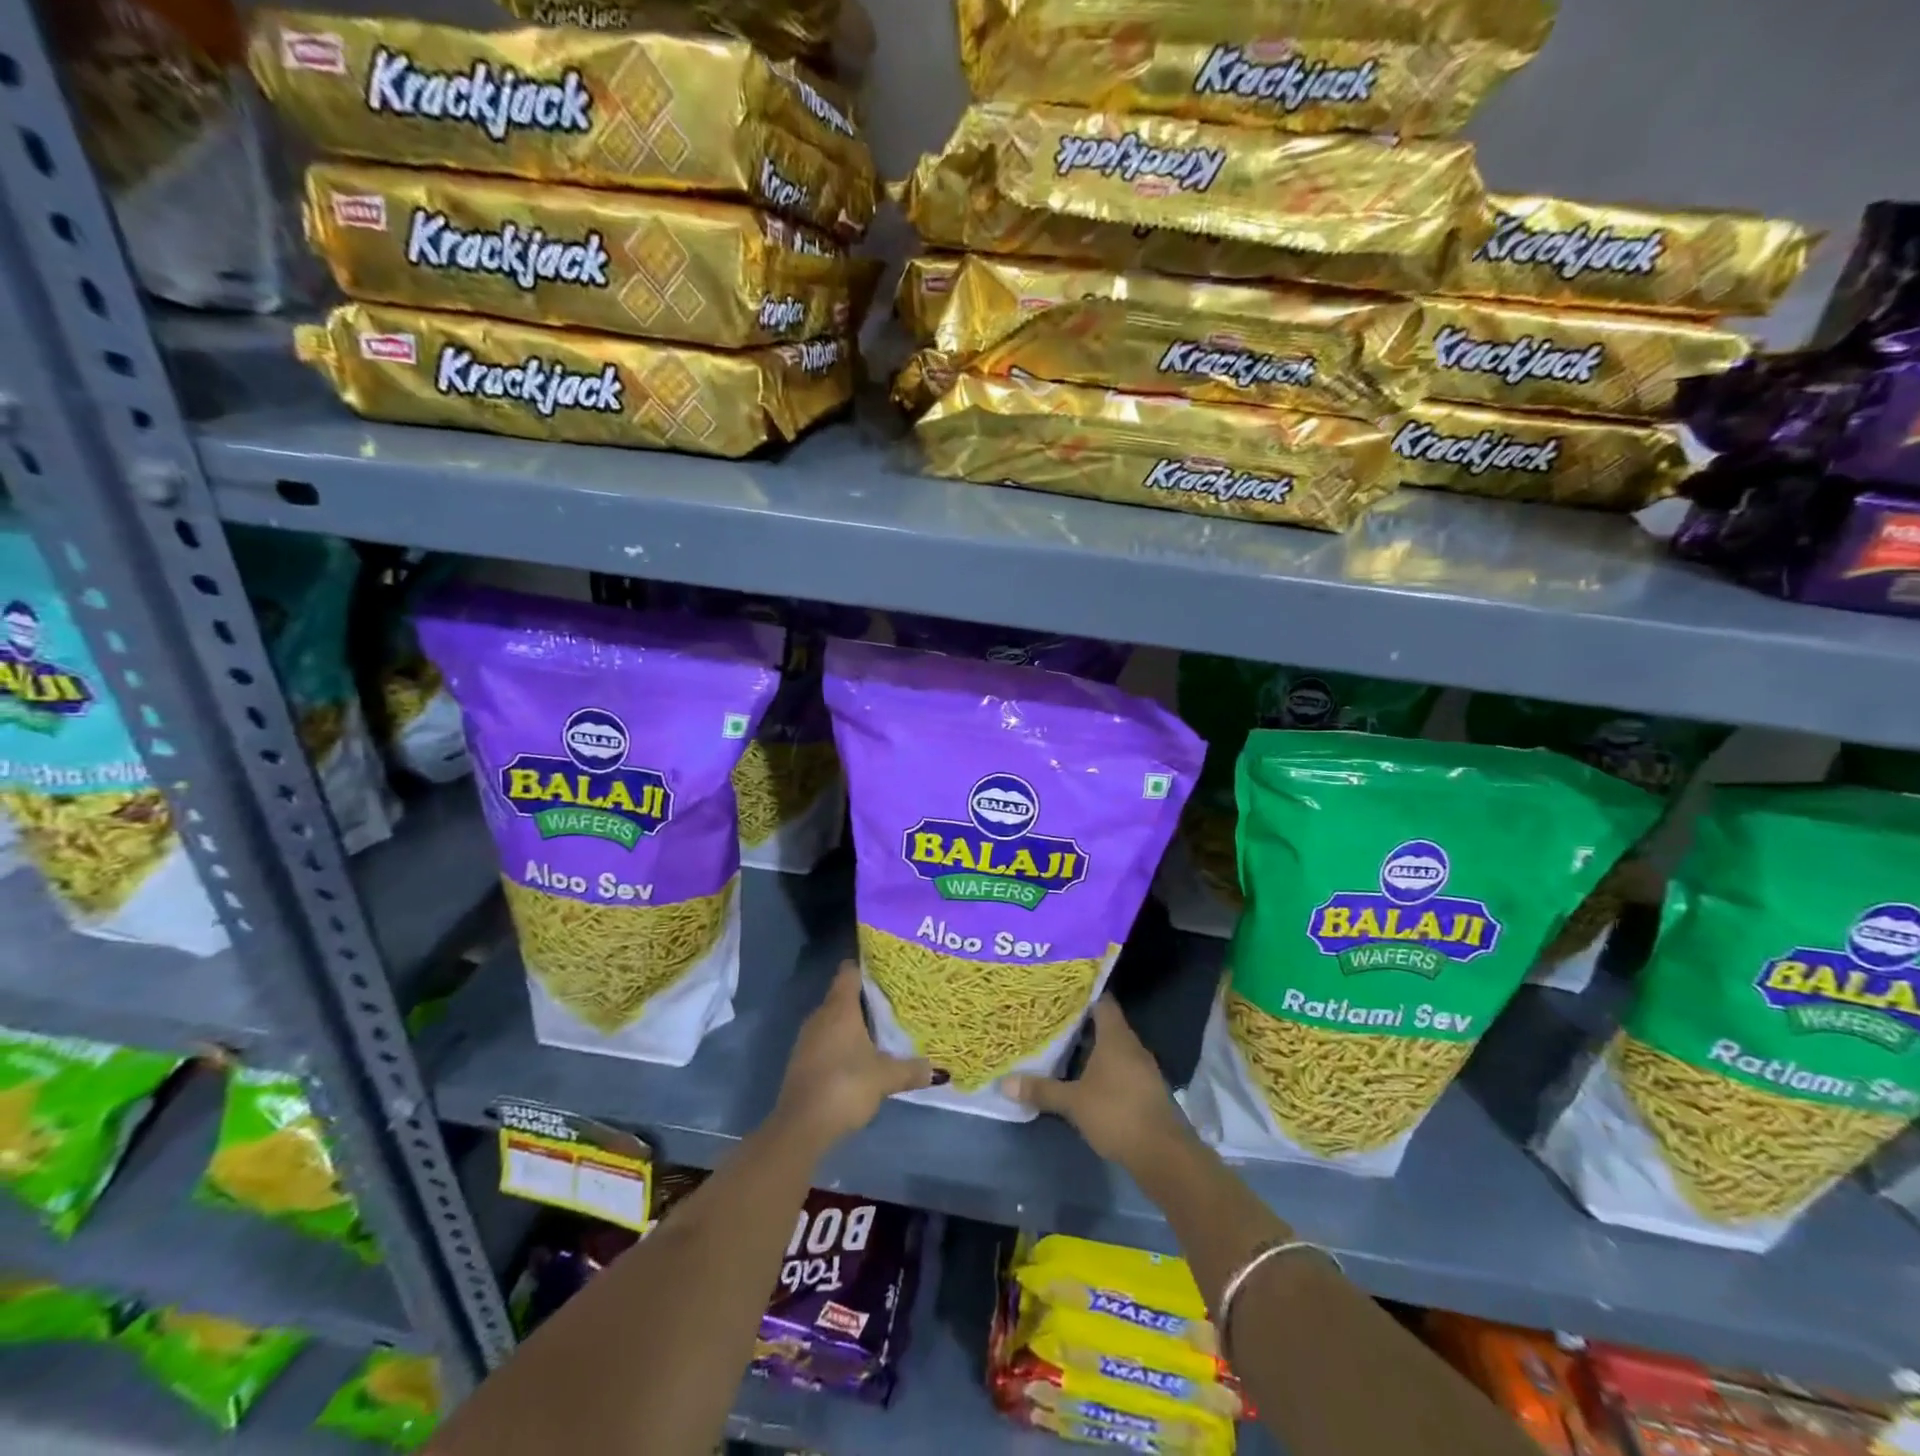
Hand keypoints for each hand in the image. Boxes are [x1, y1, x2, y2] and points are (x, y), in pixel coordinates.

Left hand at [772, 962, 933, 1154]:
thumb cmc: (845, 1086)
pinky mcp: (803, 1060)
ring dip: (854, 1022)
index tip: (887, 969)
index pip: (849, 971)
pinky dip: (843, 1041)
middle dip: (866, 997)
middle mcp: (820, 1016)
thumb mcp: (885, 1077)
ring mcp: (808, 1038)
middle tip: (895, 1000)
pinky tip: (861, 1055)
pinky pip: (827, 1039)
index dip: (866, 966)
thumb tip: (939, 1070)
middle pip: (843, 994)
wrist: (801, 1126)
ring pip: (834, 1019)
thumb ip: (912, 1070)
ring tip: (883, 1027)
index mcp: (839, 1008)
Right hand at [1002, 995, 1191, 1170]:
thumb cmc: (1116, 1114)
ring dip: (1094, 1048)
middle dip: (1083, 1023)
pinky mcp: (1147, 1090)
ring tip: (1065, 1047)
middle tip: (1054, 1020)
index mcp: (1116, 1037)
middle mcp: (1132, 1046)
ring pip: (1115, 1048)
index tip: (1062, 993)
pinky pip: (1123, 1067)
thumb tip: (1005, 1083)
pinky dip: (1105, 1068)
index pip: (1102, 1002)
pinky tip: (1087, 1078)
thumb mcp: (1073, 1102)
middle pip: (1107, 1024)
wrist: (1162, 1154)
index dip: (1083, 995)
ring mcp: (1143, 1068)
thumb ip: (1042, 1090)